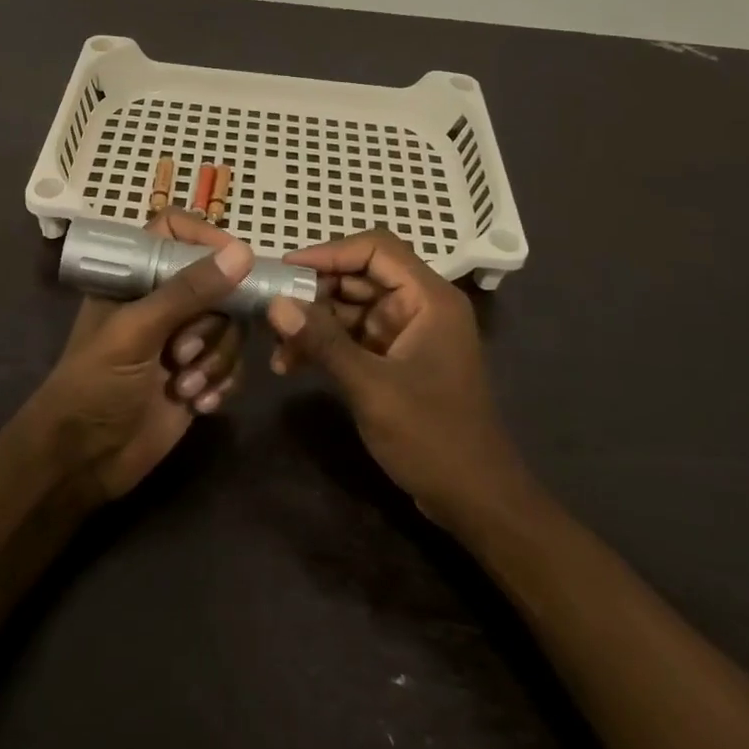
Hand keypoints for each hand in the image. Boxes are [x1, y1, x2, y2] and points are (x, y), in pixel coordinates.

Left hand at [28, 210, 253, 501]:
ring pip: (230, 327)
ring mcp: (183, 339)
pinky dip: (223, 383)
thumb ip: (188, 291)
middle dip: (210, 325)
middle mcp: (162, 301)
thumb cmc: (94, 384)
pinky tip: (200, 405)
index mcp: (135, 277)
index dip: (207, 239)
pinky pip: (233, 364)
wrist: (83, 461)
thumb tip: (243, 253)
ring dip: (215, 360)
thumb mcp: (136, 332)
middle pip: (217, 284)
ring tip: (184, 388)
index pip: (176, 231)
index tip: (234, 264)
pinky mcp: (198, 375)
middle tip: (180, 354)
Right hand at [267, 227, 520, 521]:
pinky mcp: (396, 359)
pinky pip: (354, 336)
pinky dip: (325, 345)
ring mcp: (407, 333)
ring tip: (276, 345)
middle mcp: (419, 306)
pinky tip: (292, 364)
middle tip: (272, 310)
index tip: (286, 270)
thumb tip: (275, 303)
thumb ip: (323, 342)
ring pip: (351, 307)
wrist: (476, 500)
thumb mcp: (372, 387)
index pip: (376, 249)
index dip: (329, 252)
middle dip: (314, 292)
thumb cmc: (432, 437)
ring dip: (314, 322)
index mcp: (428, 298)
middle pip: (360, 276)